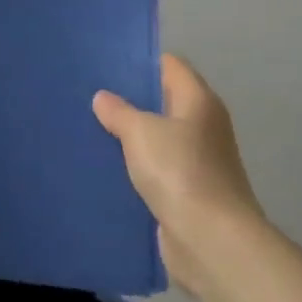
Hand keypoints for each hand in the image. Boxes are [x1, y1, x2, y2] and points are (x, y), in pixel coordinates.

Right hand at [93, 54, 263, 293]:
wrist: (211, 241)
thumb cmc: (180, 172)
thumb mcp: (141, 132)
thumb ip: (119, 112)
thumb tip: (103, 97)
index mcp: (199, 101)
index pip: (170, 66)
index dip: (140, 61)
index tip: (105, 62)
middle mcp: (203, 126)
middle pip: (164, 102)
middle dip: (129, 100)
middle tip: (89, 95)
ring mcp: (198, 161)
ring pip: (157, 138)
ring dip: (129, 136)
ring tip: (89, 127)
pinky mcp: (188, 192)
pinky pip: (156, 169)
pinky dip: (135, 167)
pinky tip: (105, 166)